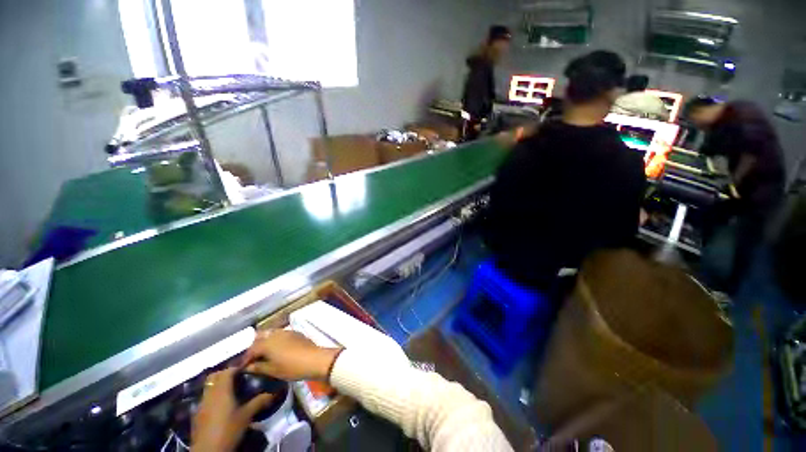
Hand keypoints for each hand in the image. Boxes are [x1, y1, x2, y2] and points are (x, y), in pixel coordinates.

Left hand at [191, 368, 272, 451]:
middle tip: (238, 378)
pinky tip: (222, 406)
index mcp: (221, 390)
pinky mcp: (197, 415)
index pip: (227, 371)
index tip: (247, 369)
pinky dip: (213, 396)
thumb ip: (259, 402)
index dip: (236, 368)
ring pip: (208, 387)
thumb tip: (272, 393)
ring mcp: (201, 404)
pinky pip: (205, 398)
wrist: (209, 451)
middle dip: (225, 374)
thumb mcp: (247, 416)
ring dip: (218, 385)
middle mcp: (209, 394)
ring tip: (231, 391)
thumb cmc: (229, 429)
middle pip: (214, 377)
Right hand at [243, 329, 341, 380]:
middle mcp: (275, 334)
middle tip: (252, 358)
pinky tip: (276, 349)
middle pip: (259, 337)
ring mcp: (286, 331)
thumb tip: (247, 367)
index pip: (251, 349)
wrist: (314, 359)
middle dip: (254, 347)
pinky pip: (280, 334)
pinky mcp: (295, 332)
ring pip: (270, 333)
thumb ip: (258, 367)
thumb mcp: (272, 370)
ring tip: (263, 354)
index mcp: (267, 343)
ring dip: (264, 342)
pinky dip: (274, 340)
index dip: (245, 359)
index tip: (242, 367)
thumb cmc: (291, 367)